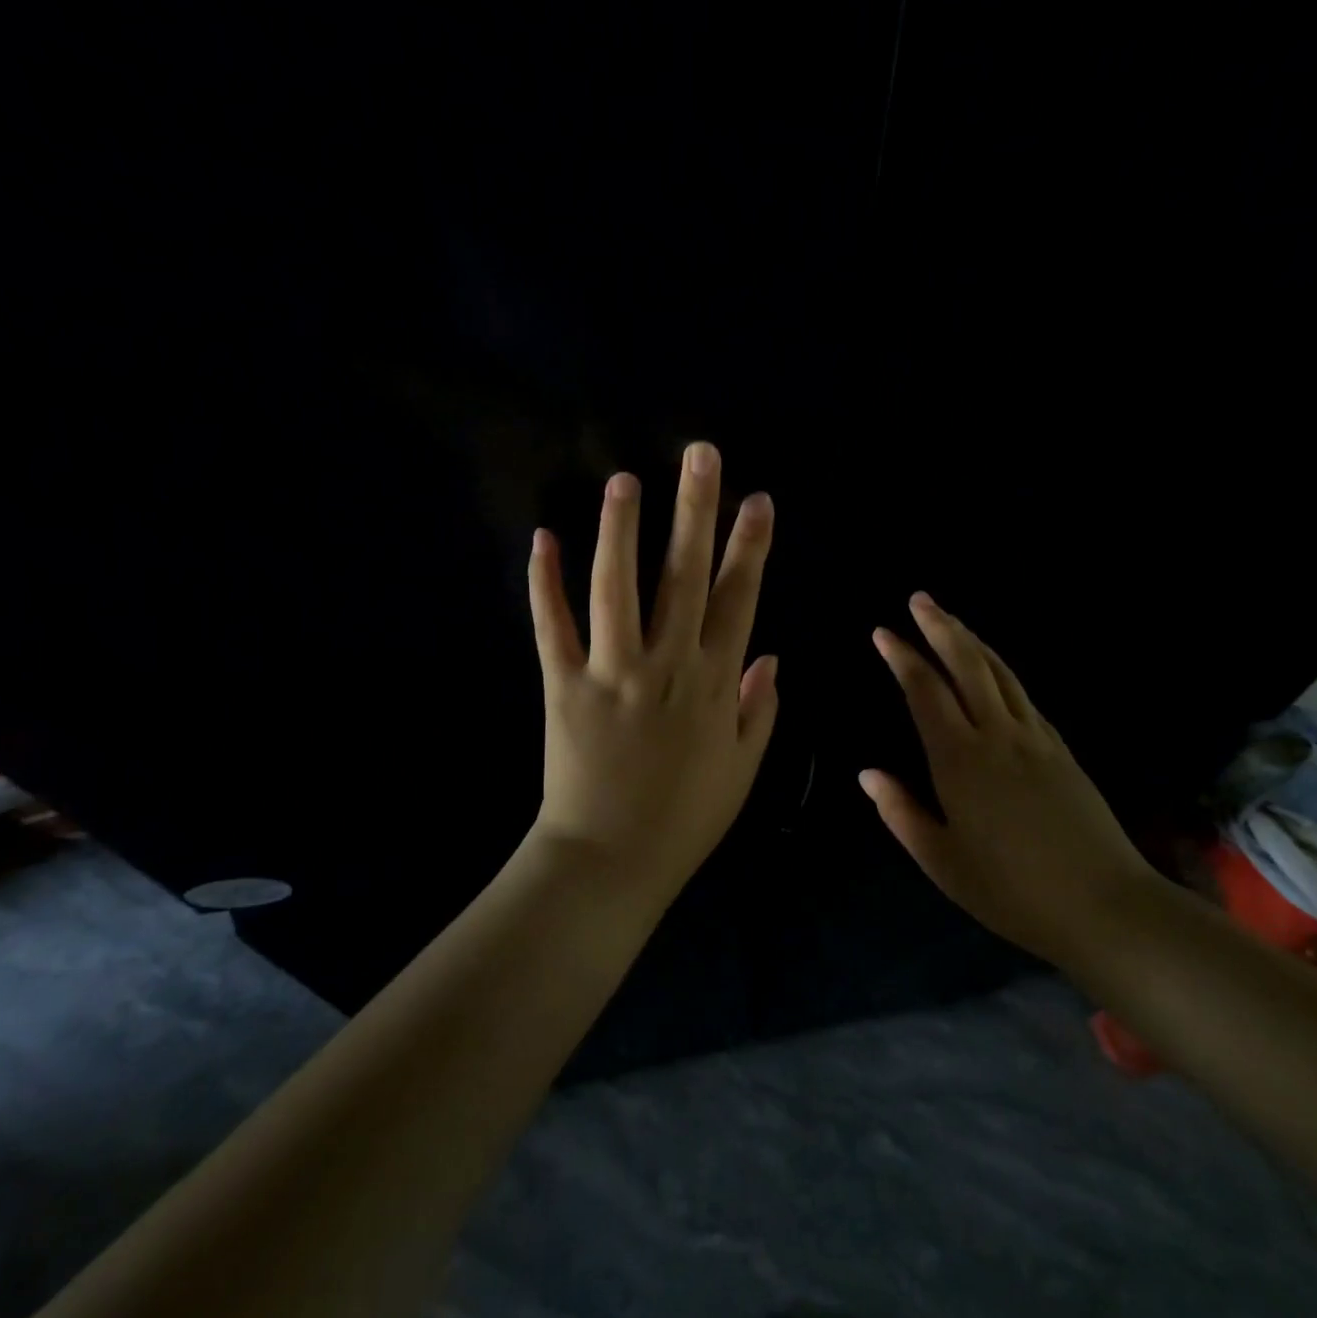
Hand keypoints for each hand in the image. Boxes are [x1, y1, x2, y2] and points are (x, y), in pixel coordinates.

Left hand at [525, 441, 777, 902]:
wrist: (611, 861)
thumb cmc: (684, 819)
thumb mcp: (742, 769)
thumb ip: (760, 709)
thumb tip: (773, 656)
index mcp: (714, 683)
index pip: (738, 599)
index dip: (750, 547)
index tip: (758, 500)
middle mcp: (666, 665)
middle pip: (684, 576)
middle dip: (696, 511)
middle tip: (700, 455)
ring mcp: (611, 672)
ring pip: (617, 587)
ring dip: (622, 530)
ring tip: (625, 479)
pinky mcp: (562, 685)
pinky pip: (552, 626)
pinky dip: (545, 583)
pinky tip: (543, 538)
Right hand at [860, 593, 1155, 963]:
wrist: (1105, 905)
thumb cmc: (1011, 889)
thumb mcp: (941, 861)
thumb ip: (901, 813)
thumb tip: (868, 774)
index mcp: (960, 760)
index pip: (925, 692)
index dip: (903, 658)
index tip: (883, 632)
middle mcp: (997, 735)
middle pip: (966, 665)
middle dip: (940, 628)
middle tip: (919, 600)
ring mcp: (1034, 738)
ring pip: (999, 673)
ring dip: (971, 641)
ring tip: (950, 620)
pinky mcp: (1060, 749)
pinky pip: (1022, 694)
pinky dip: (999, 669)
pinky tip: (992, 670)